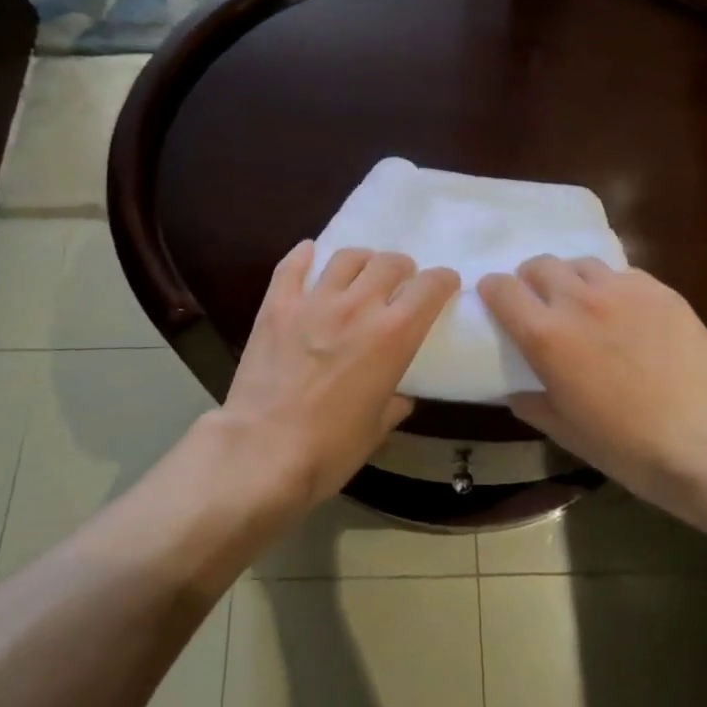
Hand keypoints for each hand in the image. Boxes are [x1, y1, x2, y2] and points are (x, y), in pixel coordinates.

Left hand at [216, 242, 459, 510]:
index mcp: (393, 335)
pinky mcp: (277, 305)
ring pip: (346, 257)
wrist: (262, 452)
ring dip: (362, 261)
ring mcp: (314, 301)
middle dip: (402, 268)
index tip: (444, 284)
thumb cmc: (330, 449)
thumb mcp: (378, 428)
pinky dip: (304, 256)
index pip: (430, 287)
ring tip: (360, 273)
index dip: (443, 281)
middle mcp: (358, 306)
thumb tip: (399, 395)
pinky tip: (309, 254)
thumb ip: (394, 401)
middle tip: (400, 282)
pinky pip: (292, 266)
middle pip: (389, 262)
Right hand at [477, 256, 706, 503]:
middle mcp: (578, 300)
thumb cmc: (628, 446)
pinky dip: (612, 287)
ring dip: (572, 279)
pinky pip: (622, 274)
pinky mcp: (659, 290)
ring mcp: (622, 290)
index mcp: (545, 335)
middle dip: (531, 279)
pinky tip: (626, 313)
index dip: (493, 291)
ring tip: (584, 304)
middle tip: (541, 304)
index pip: (501, 288)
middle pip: (540, 264)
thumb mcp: (567, 432)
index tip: (496, 302)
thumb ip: (533, 405)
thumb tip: (517, 392)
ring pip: (581, 263)